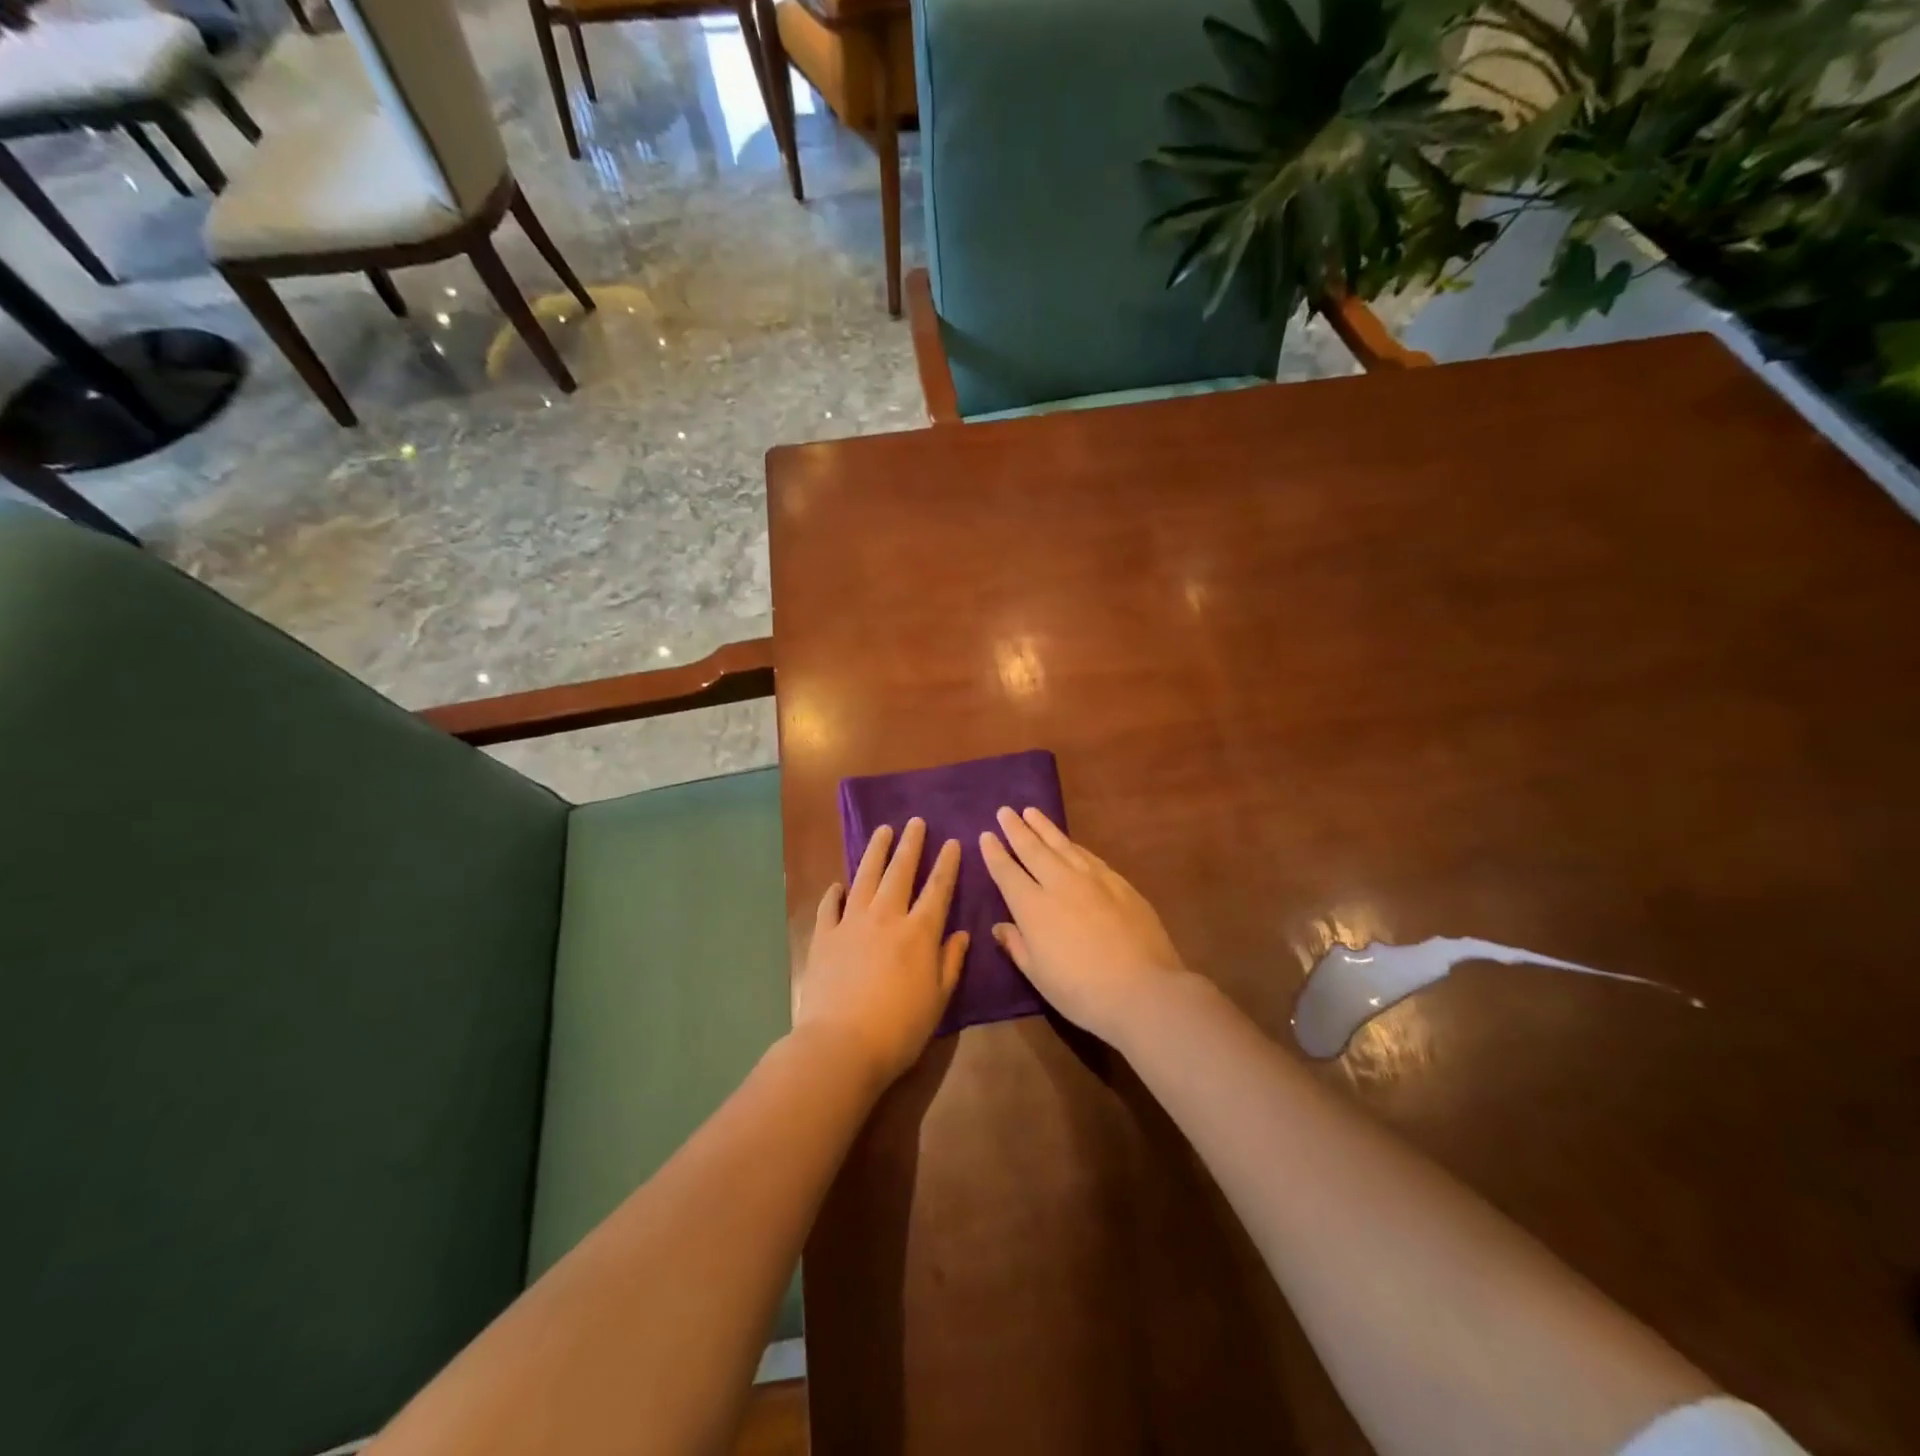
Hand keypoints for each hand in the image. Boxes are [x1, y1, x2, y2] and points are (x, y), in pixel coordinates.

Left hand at [794, 818, 967, 1086]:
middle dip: (911, 844)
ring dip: (876, 852)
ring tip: (883, 831)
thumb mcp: (938, 999)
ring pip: (865, 876)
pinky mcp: (824, 936)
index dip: (947, 864)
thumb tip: (961, 933)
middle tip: (915, 822)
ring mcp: (851, 923)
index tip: (952, 842)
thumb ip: (950, 962)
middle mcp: (886, 916)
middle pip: (900, 871)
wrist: (840, 1045)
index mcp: (919, 932)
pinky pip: (830, 906)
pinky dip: (835, 892)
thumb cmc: (899, 1028)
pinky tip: (838, 884)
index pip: (938, 888)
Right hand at [979, 807, 1188, 1046]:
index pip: (1007, 872)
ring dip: (1044, 828)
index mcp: (1033, 907)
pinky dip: (1074, 845)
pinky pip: (1089, 856)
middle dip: (1017, 829)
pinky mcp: (1119, 883)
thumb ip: (1017, 946)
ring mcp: (1093, 880)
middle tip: (1005, 811)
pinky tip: (1070, 842)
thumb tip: (1000, 926)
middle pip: (1033, 850)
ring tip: (1032, 812)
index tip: (986, 835)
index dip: (995, 853)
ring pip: (1062, 845)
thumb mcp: (1038, 975)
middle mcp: (1060, 884)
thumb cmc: (1082, 992)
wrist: (1143, 990)